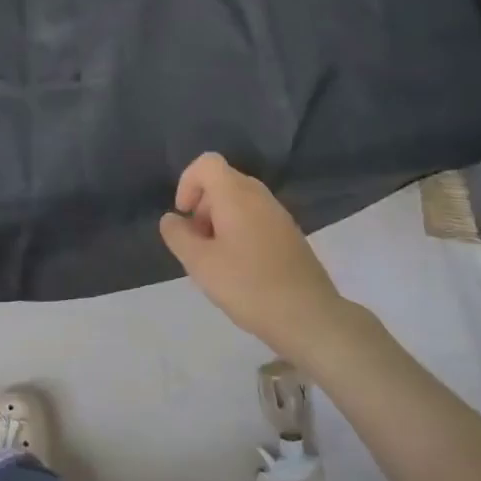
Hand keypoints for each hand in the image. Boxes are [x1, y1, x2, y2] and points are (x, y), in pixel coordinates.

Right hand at [158, 152, 345, 359]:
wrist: (309, 317)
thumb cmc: (249, 286)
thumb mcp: (200, 264)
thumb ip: (178, 236)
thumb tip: (171, 219)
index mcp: (236, 195)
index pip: (207, 163)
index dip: (187, 182)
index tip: (184, 215)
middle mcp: (259, 196)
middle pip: (222, 181)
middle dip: (202, 206)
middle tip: (197, 243)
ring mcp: (279, 214)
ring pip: (239, 201)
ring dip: (219, 221)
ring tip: (216, 259)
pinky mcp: (290, 234)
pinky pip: (256, 218)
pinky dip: (239, 231)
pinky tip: (240, 268)